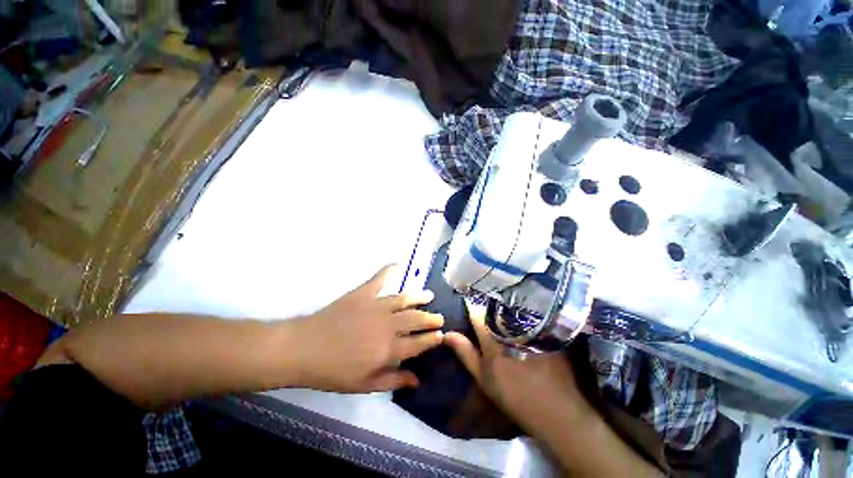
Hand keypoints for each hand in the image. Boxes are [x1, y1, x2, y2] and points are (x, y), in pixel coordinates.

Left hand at [288, 265, 444, 392]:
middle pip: (416, 319)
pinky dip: (390, 269)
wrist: (304, 349)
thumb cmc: (333, 371)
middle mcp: (388, 325)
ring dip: (419, 297)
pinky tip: (398, 263)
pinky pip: (380, 278)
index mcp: (389, 349)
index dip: (432, 339)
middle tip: (440, 317)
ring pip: (405, 299)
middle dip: (431, 319)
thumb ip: (393, 380)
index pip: (419, 343)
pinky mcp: (364, 293)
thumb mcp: (364, 384)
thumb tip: (417, 380)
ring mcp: (377, 305)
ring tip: (429, 296)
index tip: (441, 335)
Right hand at [444, 301, 587, 428]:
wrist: (555, 409)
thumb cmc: (513, 394)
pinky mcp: (543, 328)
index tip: (466, 302)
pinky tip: (519, 316)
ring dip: (502, 305)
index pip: (475, 311)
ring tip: (497, 304)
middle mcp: (509, 325)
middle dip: (486, 303)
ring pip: (510, 307)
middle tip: (481, 302)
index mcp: (492, 335)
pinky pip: (527, 313)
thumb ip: (465, 352)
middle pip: (493, 306)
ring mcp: (528, 325)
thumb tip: (447, 333)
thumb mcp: (484, 377)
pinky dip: (520, 311)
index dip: (470, 306)